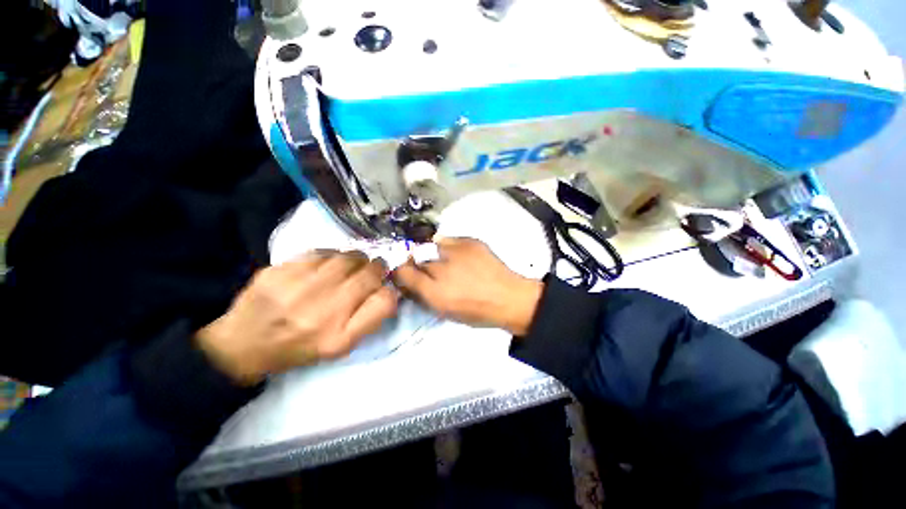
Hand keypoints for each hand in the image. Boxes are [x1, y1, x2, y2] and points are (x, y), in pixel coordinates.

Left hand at [196, 252, 397, 384]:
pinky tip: (323, 267)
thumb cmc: (301, 346)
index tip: (383, 285)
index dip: (388, 288)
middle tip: (370, 270)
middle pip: (369, 272)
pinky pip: (320, 252)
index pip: (384, 301)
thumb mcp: (342, 345)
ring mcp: (297, 289)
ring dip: (355, 260)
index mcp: (338, 337)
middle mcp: (321, 312)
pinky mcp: (278, 271)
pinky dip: (330, 257)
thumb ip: (371, 318)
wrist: (244, 344)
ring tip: (347, 268)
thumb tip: (389, 289)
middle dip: (376, 268)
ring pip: (347, 257)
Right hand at [393, 238, 542, 335]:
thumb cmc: (477, 311)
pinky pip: (449, 239)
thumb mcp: (445, 311)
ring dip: (434, 254)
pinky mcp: (469, 241)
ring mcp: (455, 252)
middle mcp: (441, 270)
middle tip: (432, 271)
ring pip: (431, 247)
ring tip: (448, 262)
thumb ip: (424, 295)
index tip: (406, 274)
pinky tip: (459, 255)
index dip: (401, 272)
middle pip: (417, 259)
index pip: (403, 273)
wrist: (509, 298)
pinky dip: (450, 247)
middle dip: (419, 265)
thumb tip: (412, 282)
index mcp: (434, 293)